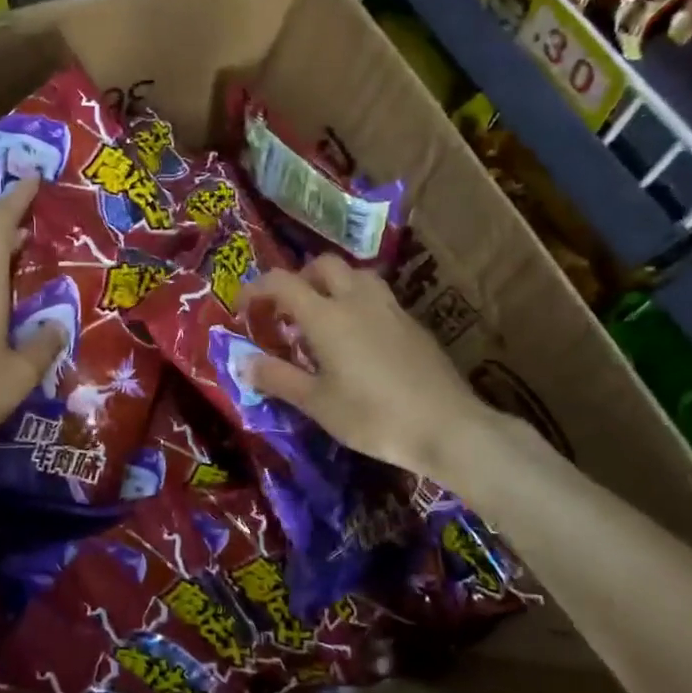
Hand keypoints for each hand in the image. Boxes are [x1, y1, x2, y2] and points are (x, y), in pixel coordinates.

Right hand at [238, 254, 525, 495]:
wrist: (447, 427)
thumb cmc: (372, 416)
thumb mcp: (317, 403)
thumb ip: (278, 378)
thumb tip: (244, 363)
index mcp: (326, 316)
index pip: (282, 283)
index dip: (257, 288)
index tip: (244, 308)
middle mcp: (357, 300)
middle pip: (324, 265)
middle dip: (299, 278)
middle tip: (287, 309)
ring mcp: (391, 309)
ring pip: (356, 275)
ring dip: (333, 284)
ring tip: (324, 317)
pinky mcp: (414, 324)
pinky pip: (378, 297)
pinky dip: (358, 303)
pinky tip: (359, 338)